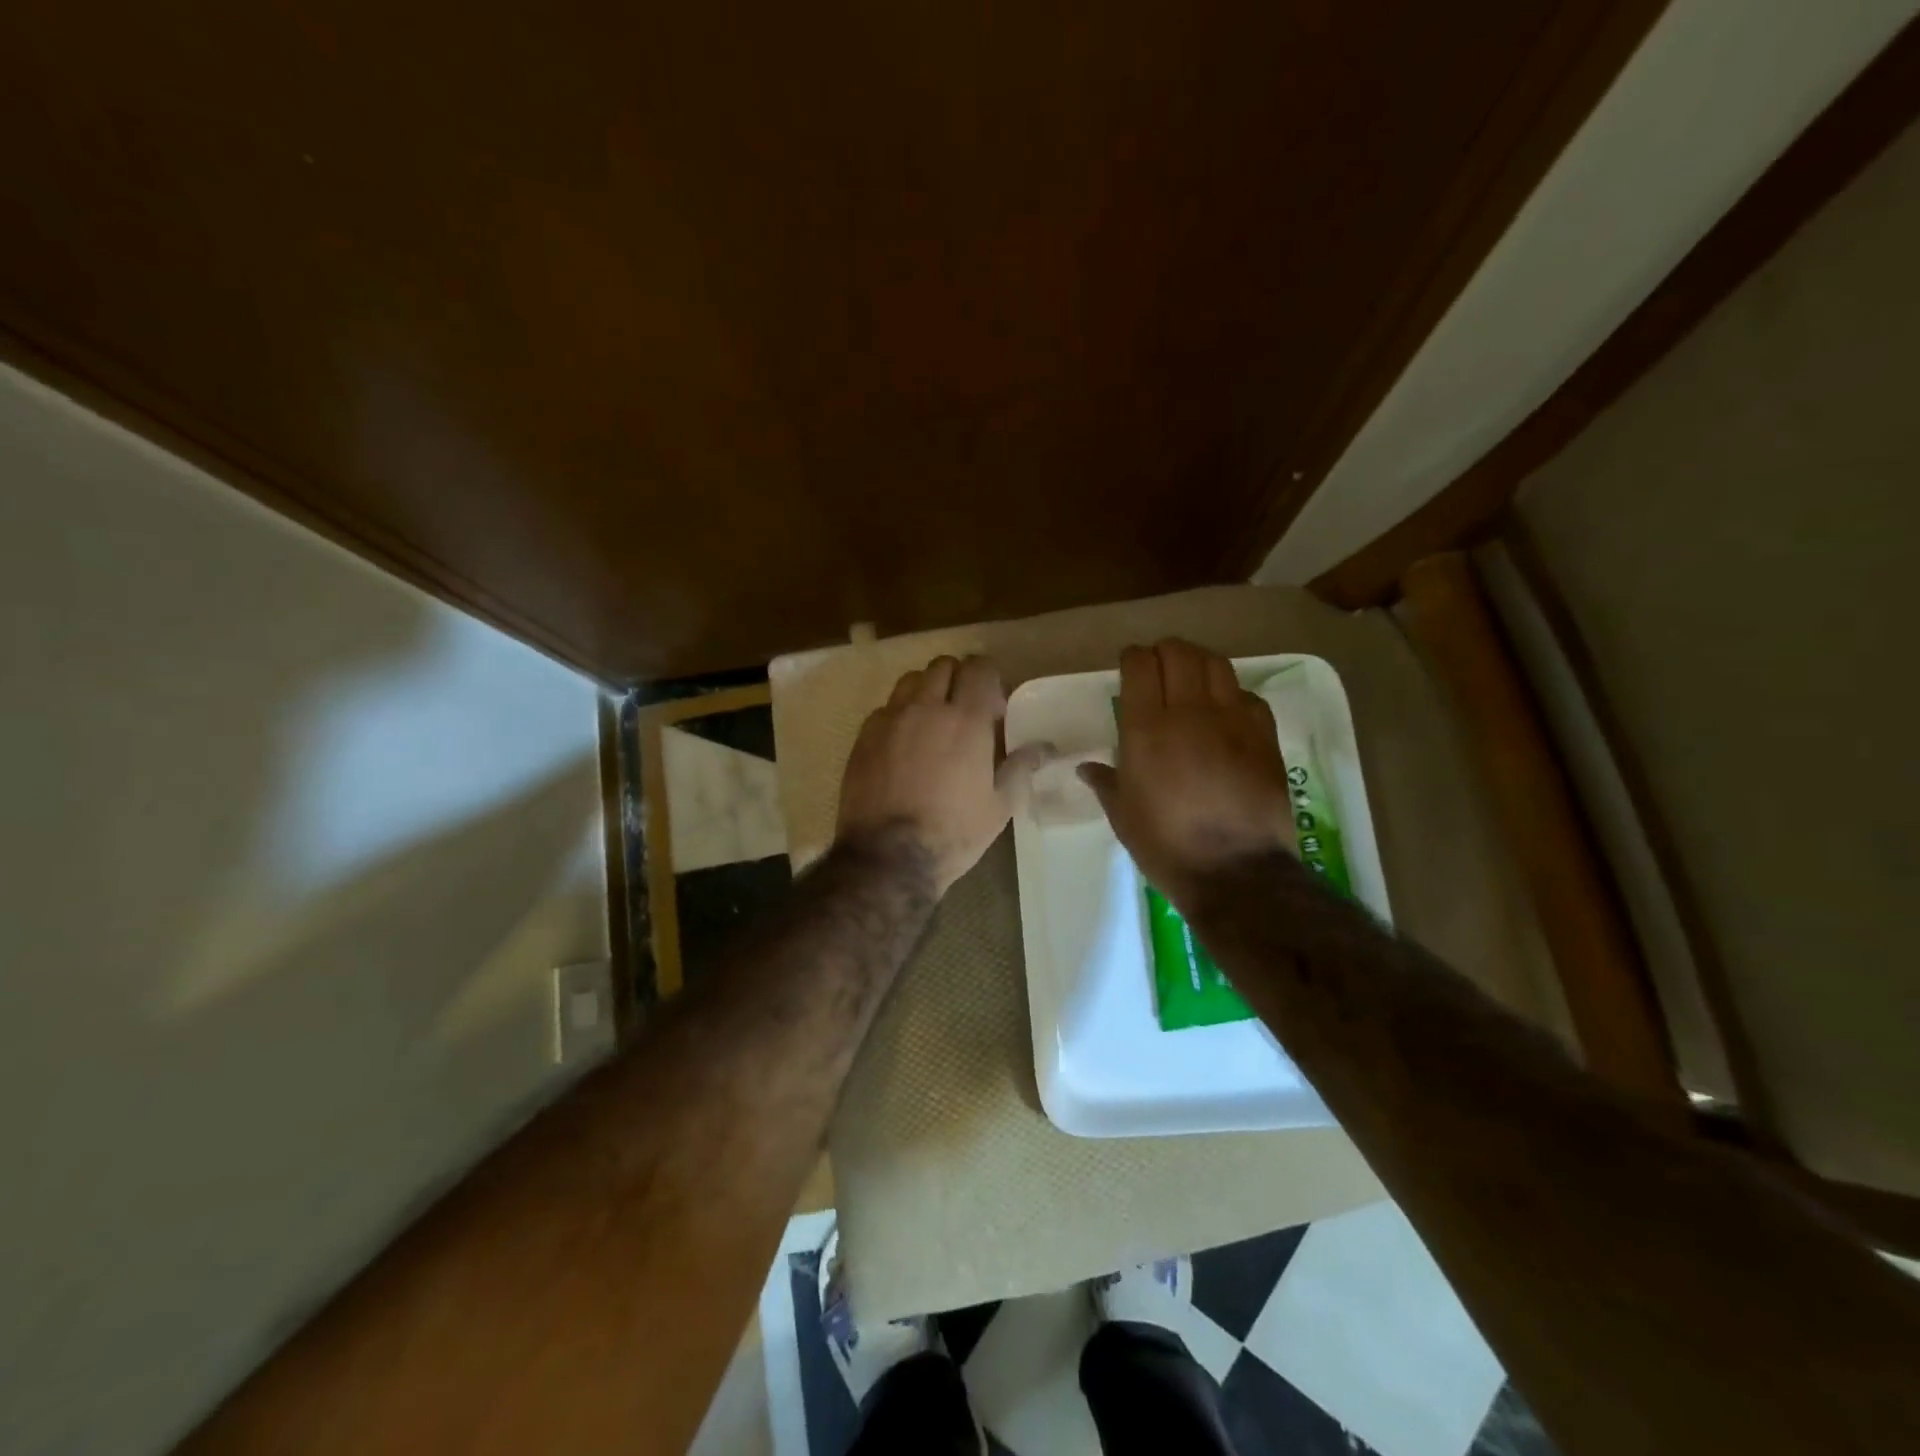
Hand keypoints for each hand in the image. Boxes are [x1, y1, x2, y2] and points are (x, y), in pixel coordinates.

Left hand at [837, 655, 1048, 894]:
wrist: (888, 857)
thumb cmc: (953, 833)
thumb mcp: (999, 806)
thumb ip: (1020, 768)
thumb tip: (1043, 748)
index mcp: (966, 720)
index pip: (979, 668)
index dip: (988, 677)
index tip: (992, 703)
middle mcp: (926, 708)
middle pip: (942, 666)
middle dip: (957, 678)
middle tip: (963, 709)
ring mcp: (890, 719)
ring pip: (910, 681)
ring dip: (926, 690)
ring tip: (931, 721)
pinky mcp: (864, 736)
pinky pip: (885, 708)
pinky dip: (899, 714)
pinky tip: (902, 744)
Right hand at [1079, 639, 1295, 907]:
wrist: (1236, 871)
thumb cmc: (1166, 845)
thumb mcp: (1123, 815)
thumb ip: (1105, 781)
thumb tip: (1087, 768)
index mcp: (1146, 729)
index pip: (1139, 664)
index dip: (1132, 658)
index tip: (1129, 668)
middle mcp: (1189, 712)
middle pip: (1179, 652)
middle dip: (1165, 652)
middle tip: (1159, 670)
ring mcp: (1232, 720)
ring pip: (1216, 664)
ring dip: (1199, 664)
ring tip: (1192, 680)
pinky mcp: (1264, 736)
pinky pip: (1247, 695)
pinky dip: (1232, 694)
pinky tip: (1226, 712)